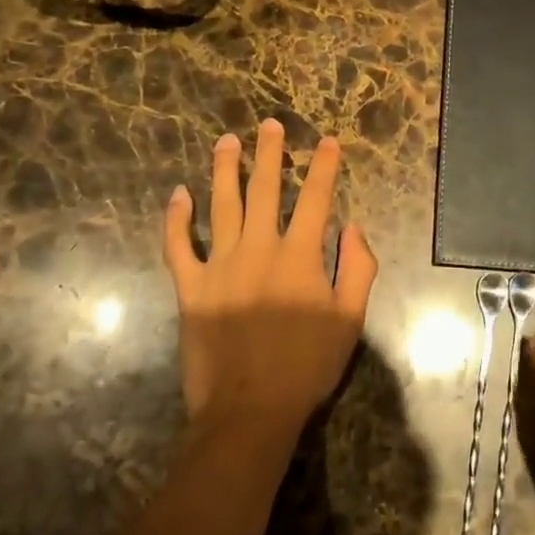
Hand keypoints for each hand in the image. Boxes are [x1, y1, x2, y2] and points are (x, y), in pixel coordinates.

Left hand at [164, 119, 378, 438]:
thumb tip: (353, 228)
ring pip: (221, 205)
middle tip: (268, 125)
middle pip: (264, 190)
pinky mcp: (191, 288)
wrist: (250, 409)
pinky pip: (179, 246)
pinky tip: (178, 195)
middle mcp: (259, 248)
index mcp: (300, 255)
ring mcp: (220, 266)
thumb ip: (358, 268)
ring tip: (226, 142)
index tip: (326, 141)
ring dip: (225, 170)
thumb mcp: (350, 319)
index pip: (315, 198)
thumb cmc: (307, 366)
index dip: (323, 167)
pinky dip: (177, 219)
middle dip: (269, 154)